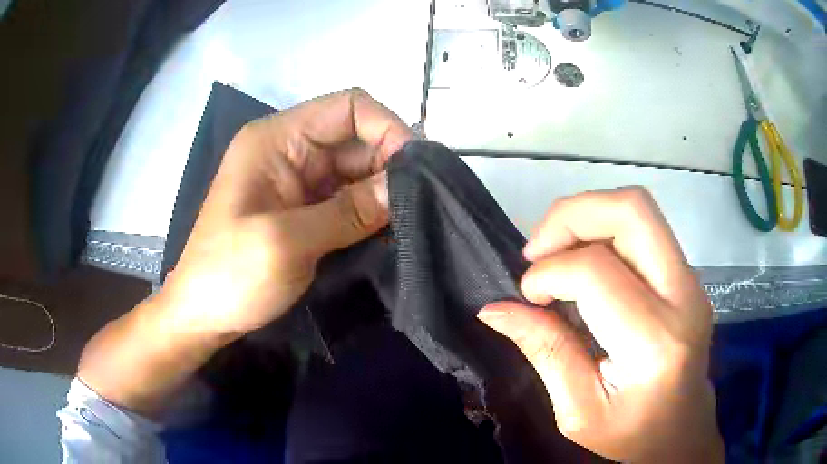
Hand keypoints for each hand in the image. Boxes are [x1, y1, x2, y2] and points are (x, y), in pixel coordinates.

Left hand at [162, 88, 411, 337]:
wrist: (203, 316)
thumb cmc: (230, 275)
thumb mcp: (288, 242)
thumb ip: (349, 211)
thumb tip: (406, 187)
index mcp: (276, 139)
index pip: (348, 107)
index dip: (387, 127)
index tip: (415, 170)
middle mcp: (290, 150)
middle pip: (356, 138)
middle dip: (390, 165)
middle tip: (418, 204)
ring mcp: (297, 181)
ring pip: (357, 170)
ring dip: (383, 191)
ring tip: (409, 221)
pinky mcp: (304, 209)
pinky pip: (348, 198)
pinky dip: (370, 211)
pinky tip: (389, 231)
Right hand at [478, 188, 722, 462]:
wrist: (683, 432)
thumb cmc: (632, 434)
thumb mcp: (578, 412)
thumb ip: (545, 352)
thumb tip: (495, 310)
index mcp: (654, 344)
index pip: (597, 273)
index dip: (550, 273)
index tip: (528, 296)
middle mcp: (683, 297)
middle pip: (632, 211)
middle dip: (572, 214)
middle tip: (537, 249)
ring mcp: (691, 281)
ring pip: (639, 209)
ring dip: (587, 216)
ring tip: (556, 251)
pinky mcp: (688, 276)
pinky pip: (645, 229)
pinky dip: (604, 230)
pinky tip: (584, 262)